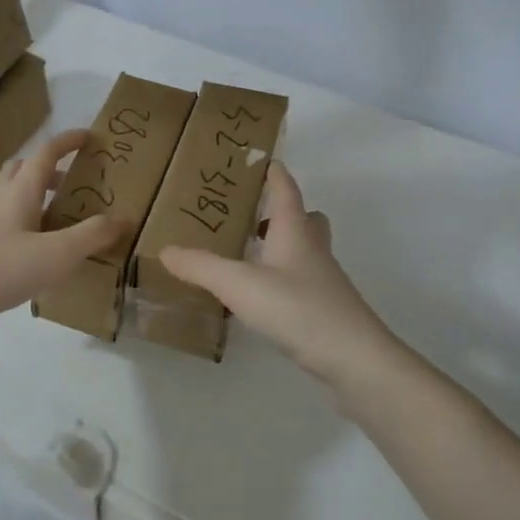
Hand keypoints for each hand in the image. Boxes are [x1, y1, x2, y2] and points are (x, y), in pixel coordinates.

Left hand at [0, 129, 125, 336]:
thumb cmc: (2, 268)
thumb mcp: (58, 253)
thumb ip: (93, 235)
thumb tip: (125, 217)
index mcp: (21, 191)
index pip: (46, 153)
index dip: (68, 141)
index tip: (90, 137)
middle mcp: (1, 200)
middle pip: (22, 170)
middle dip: (48, 168)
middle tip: (73, 181)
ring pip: (12, 196)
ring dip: (36, 196)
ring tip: (61, 216)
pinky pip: (7, 223)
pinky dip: (27, 224)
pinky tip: (39, 250)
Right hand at [160, 161, 399, 394]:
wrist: (354, 359)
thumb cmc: (297, 309)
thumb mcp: (239, 285)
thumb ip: (201, 266)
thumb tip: (165, 250)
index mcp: (295, 232)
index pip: (286, 191)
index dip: (276, 174)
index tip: (265, 160)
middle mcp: (313, 251)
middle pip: (306, 220)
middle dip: (283, 212)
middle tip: (253, 216)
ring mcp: (324, 282)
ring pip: (305, 252)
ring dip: (282, 247)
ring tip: (250, 257)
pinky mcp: (327, 311)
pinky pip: (303, 283)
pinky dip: (284, 280)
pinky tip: (263, 298)